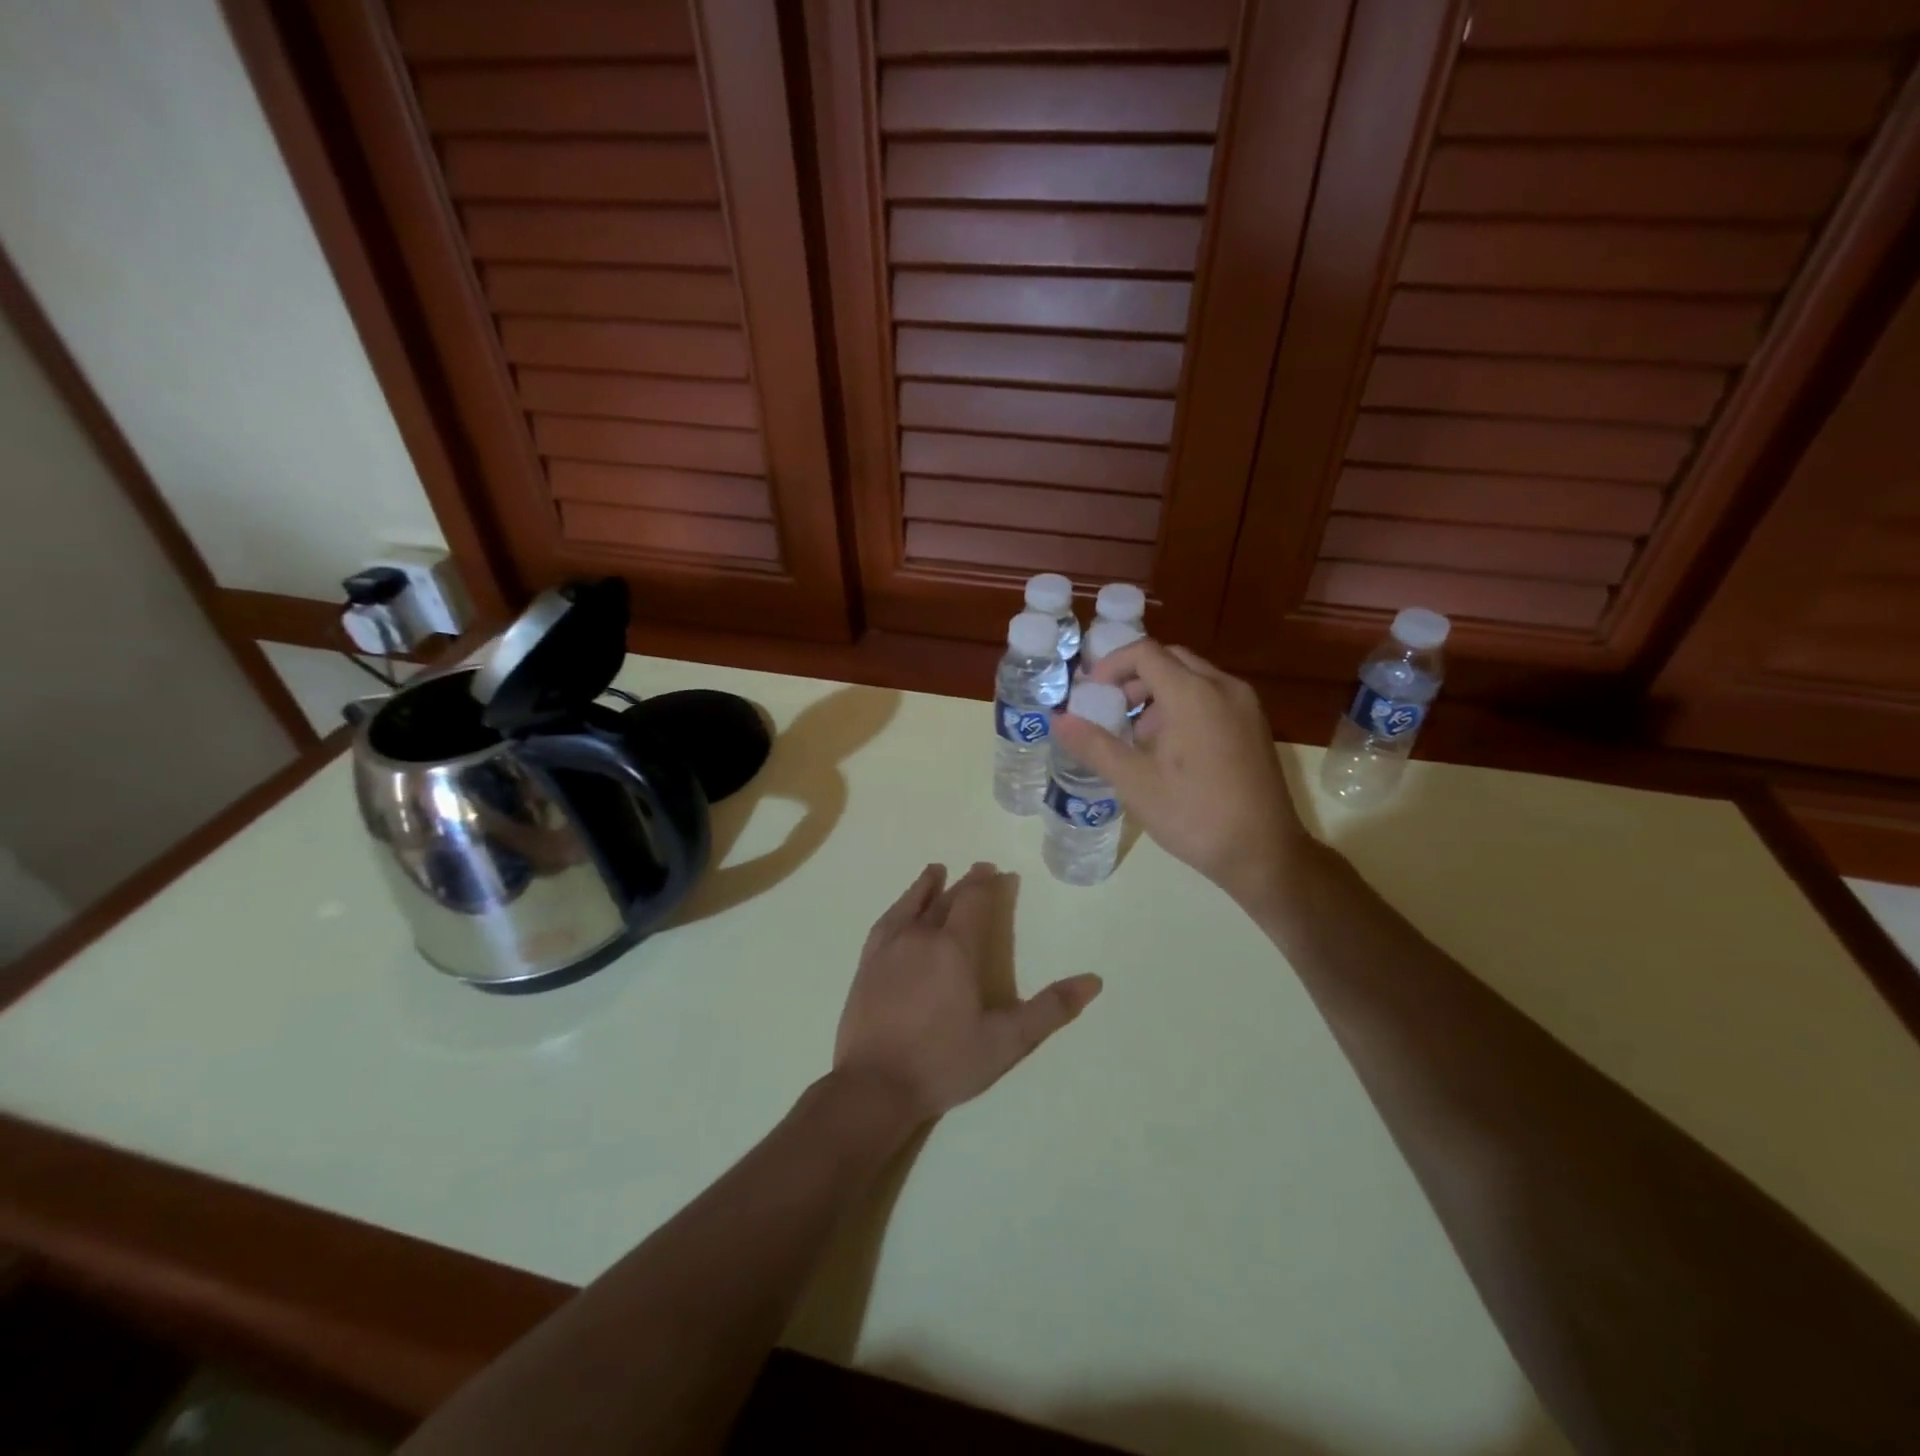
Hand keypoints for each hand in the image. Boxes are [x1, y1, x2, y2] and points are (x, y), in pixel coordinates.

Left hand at [835, 863, 1102, 1123]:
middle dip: (966, 883)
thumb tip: (1093, 981)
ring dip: (928, 886)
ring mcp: (889, 948)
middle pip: (946, 899)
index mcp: (955, 948)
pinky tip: (901, 908)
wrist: (874, 1085)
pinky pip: (886, 921)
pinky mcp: (867, 963)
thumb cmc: (944, 1062)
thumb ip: (1049, 1009)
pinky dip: (899, 906)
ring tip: (937, 870)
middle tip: (979, 870)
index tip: (998, 872)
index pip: (973, 902)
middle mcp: (921, 936)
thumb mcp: (1006, 1041)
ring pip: (913, 904)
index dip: (987, 884)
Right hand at [1052, 641, 1311, 910]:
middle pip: (1170, 659)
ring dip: (1158, 693)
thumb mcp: (1134, 782)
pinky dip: (1183, 706)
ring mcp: (1246, 706)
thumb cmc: (1194, 815)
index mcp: (1193, 694)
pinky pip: (1212, 697)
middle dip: (1133, 678)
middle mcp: (1224, 687)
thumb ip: (1094, 745)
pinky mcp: (1255, 726)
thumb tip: (1058, 720)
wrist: (1263, 853)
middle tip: (1110, 710)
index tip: (1090, 694)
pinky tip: (1171, 749)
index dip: (1110, 665)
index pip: (1144, 653)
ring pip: (1193, 677)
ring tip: (1137, 736)